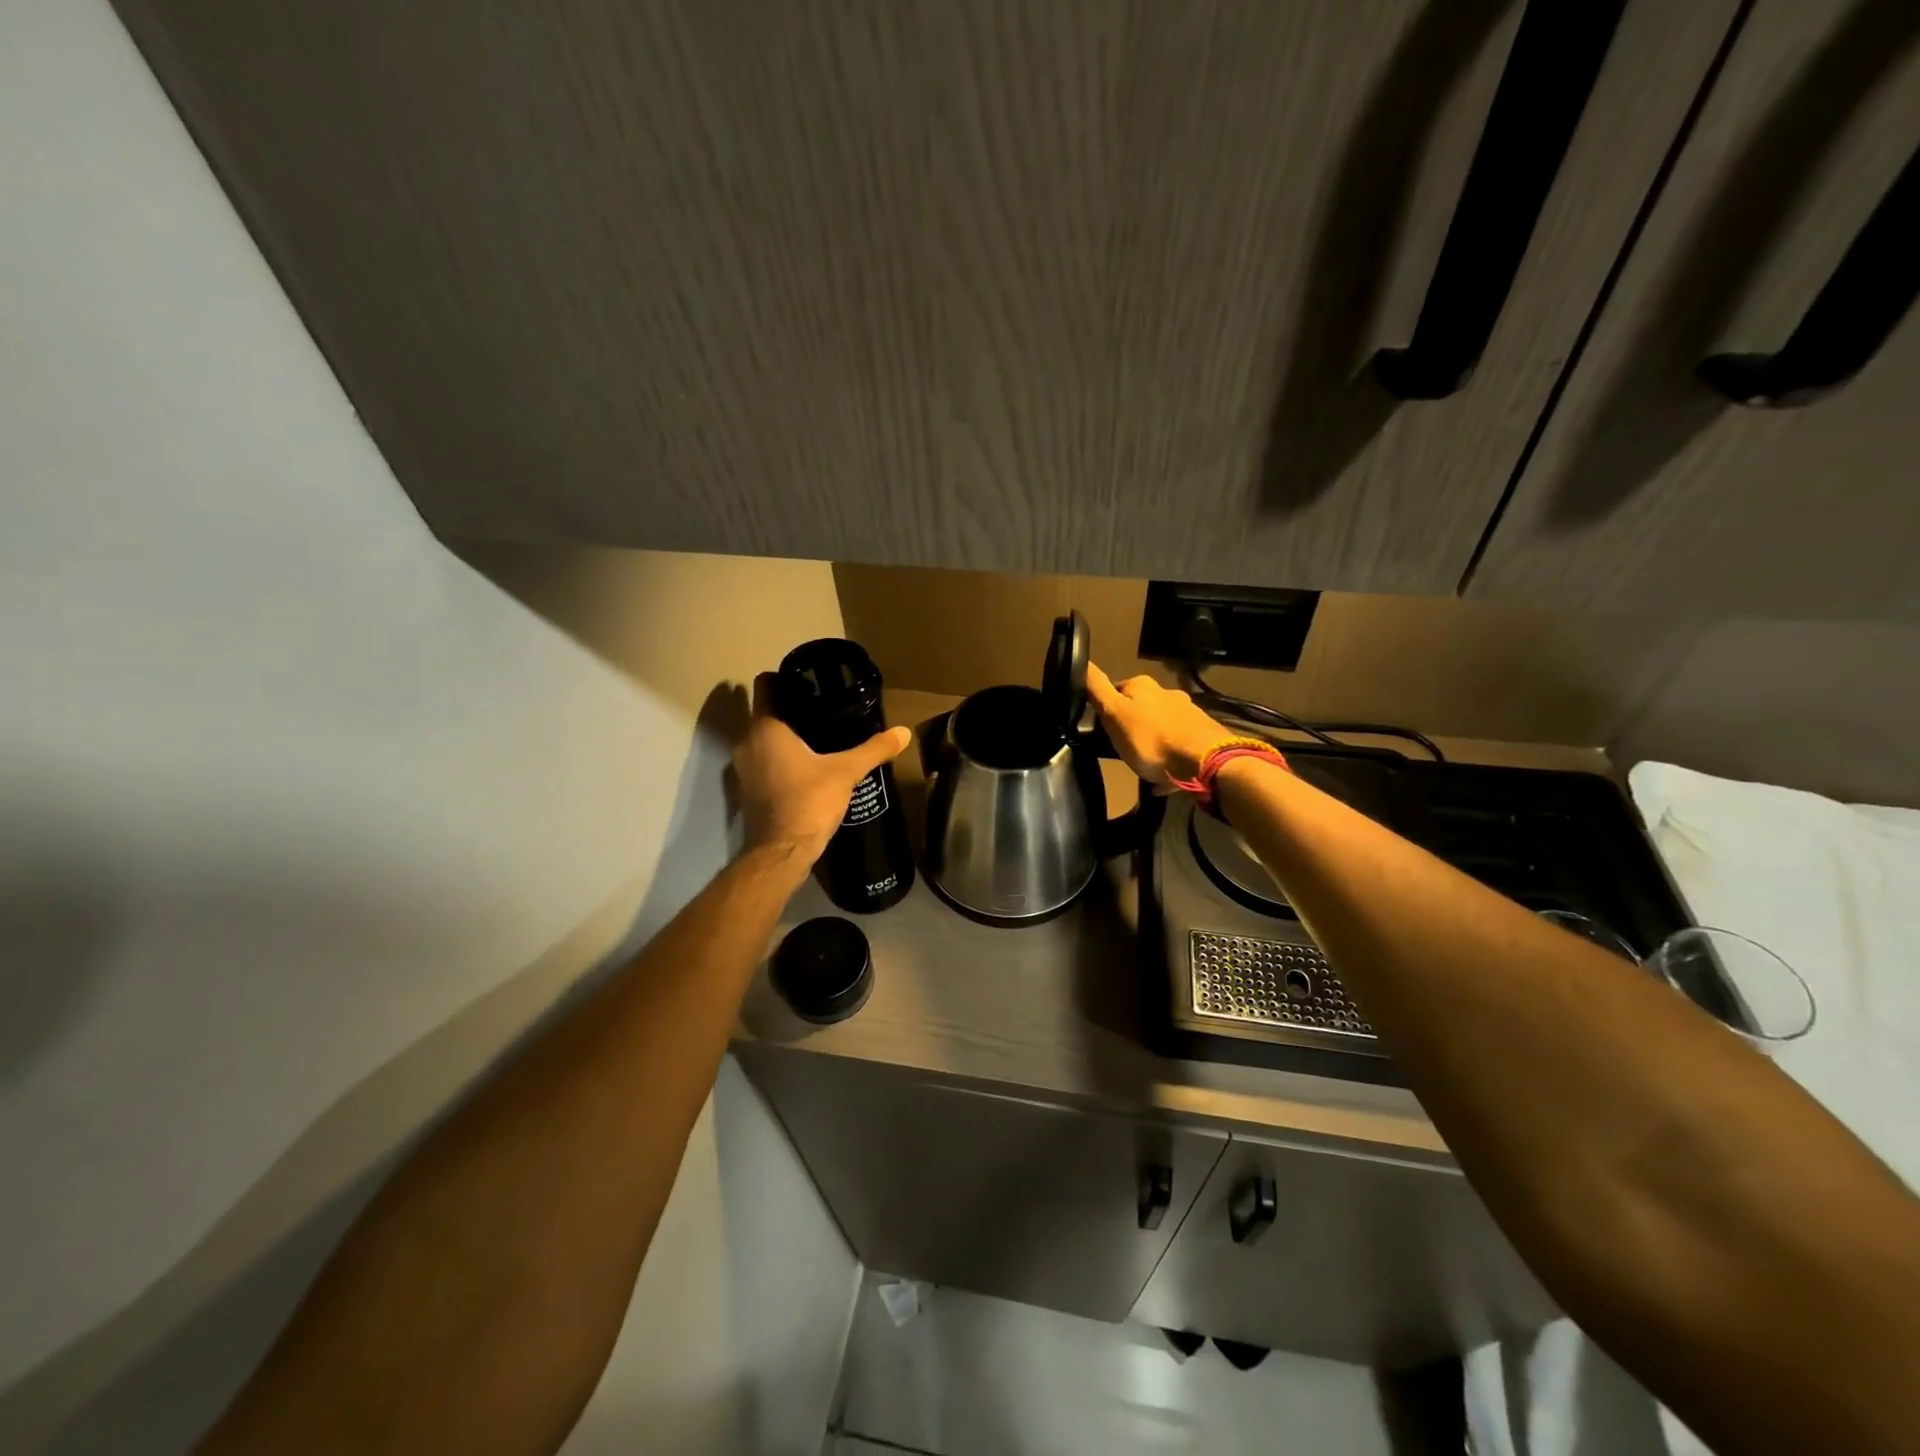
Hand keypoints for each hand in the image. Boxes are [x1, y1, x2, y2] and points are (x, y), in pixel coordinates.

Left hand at [733, 674, 911, 866]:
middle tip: (825, 706)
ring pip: (765, 739)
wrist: (783, 852)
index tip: (810, 680)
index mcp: (765, 728)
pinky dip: (782, 758)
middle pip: (767, 712)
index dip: (785, 677)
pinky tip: (808, 764)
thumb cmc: (809, 801)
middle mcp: (747, 742)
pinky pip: (765, 761)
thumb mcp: (846, 772)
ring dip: (786, 735)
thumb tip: (903, 732)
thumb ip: (874, 749)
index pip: (767, 685)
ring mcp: (744, 768)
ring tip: (820, 735)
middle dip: (792, 708)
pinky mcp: (749, 790)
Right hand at [1085, 663, 1232, 787]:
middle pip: (1139, 708)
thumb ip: (1096, 688)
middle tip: (1121, 750)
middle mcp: (1167, 693)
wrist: (1204, 762)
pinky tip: (1164, 778)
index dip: (1105, 709)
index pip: (1114, 690)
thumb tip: (1081, 659)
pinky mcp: (1202, 734)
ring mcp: (1187, 713)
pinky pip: (1176, 745)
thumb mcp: (1114, 714)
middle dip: (1130, 726)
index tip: (1101, 729)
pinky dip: (1168, 757)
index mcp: (1143, 686)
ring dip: (1150, 742)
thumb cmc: (1151, 739)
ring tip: (1143, 765)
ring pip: (1159, 726)